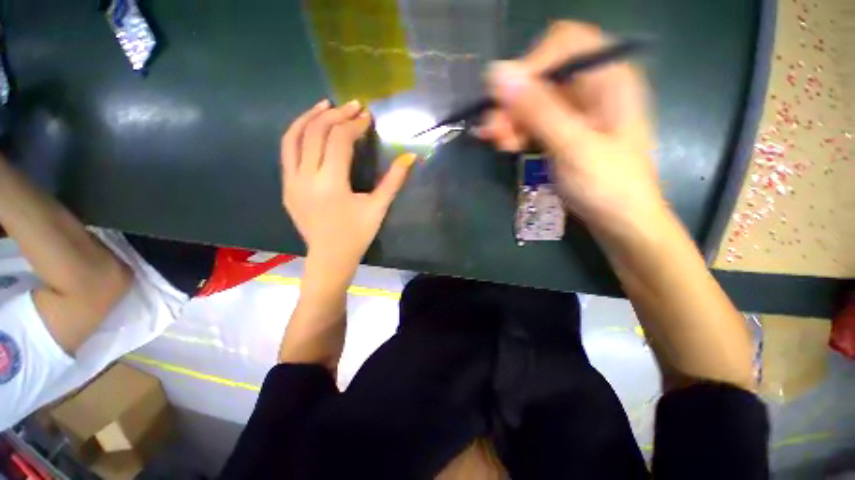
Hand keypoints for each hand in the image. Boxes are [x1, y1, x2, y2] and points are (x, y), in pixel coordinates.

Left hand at [281, 99, 415, 271]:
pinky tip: (310, 128)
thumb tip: (410, 157)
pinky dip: (298, 134)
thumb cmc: (357, 235)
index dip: (354, 125)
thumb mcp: (378, 208)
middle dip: (336, 115)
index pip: (339, 140)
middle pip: (316, 132)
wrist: (330, 257)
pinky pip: (287, 152)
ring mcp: (291, 181)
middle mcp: (306, 178)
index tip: (367, 117)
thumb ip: (393, 181)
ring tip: (325, 105)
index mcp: (331, 184)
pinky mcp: (286, 186)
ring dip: (310, 117)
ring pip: (293, 137)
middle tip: (352, 107)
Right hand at [477, 21, 664, 238]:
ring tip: (498, 144)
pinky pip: (533, 120)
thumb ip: (537, 110)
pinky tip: (508, 146)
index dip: (531, 64)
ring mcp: (576, 111)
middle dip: (513, 101)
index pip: (563, 42)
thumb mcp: (573, 147)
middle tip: (492, 130)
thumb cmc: (607, 186)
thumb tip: (497, 74)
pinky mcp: (563, 131)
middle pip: (542, 74)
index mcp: (608, 77)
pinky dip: (517, 131)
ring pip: (533, 100)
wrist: (620, 221)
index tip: (506, 98)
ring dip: (510, 119)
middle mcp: (591, 87)